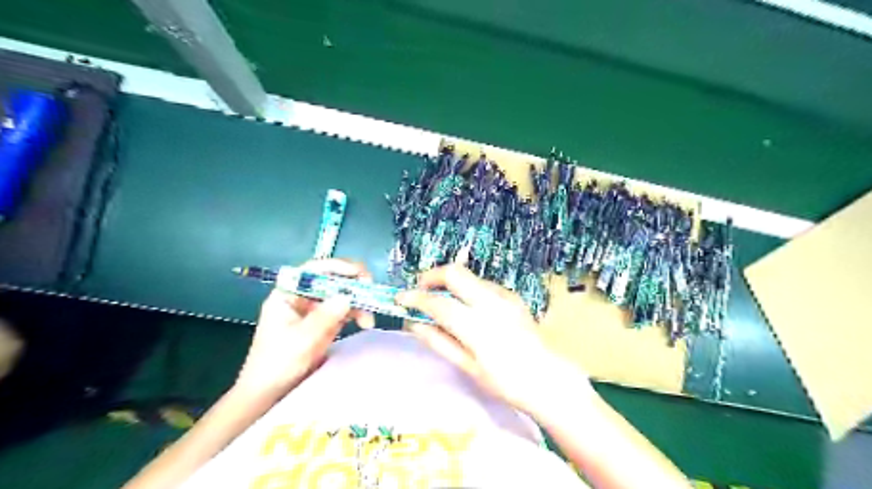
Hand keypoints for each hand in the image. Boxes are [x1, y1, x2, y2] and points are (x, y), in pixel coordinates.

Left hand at [235, 258, 374, 398]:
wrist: (270, 394)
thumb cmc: (277, 364)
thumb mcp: (300, 340)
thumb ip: (324, 317)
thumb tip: (347, 296)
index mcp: (288, 294)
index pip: (312, 270)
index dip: (336, 267)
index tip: (357, 272)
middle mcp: (303, 297)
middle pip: (331, 280)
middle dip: (352, 284)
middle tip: (370, 290)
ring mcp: (315, 310)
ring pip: (341, 295)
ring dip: (358, 301)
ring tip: (369, 317)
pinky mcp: (325, 323)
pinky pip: (345, 311)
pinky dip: (357, 314)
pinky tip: (366, 322)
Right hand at [397, 266, 596, 413]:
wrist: (548, 379)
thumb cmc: (506, 382)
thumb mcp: (469, 368)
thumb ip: (440, 342)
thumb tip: (413, 325)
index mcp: (478, 326)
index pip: (438, 303)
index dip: (415, 298)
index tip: (400, 299)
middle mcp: (491, 303)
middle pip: (455, 273)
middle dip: (431, 276)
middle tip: (419, 290)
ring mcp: (505, 296)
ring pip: (469, 276)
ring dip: (450, 282)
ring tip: (441, 299)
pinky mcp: (513, 296)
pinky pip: (483, 284)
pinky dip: (468, 289)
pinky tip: (467, 307)